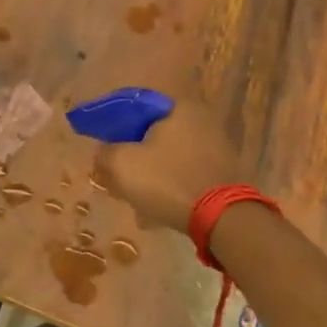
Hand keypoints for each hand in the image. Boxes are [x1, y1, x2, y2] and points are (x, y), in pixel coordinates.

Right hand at [92, 100, 250, 233]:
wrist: (220, 218)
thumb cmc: (166, 180)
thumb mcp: (122, 164)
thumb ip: (105, 153)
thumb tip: (102, 153)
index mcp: (179, 108)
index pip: (137, 108)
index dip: (115, 126)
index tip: (104, 145)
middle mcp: (202, 120)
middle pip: (155, 134)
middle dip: (135, 153)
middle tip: (117, 172)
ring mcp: (218, 147)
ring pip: (171, 156)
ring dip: (152, 172)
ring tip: (135, 195)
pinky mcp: (224, 172)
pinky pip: (186, 173)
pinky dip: (170, 184)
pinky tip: (156, 207)